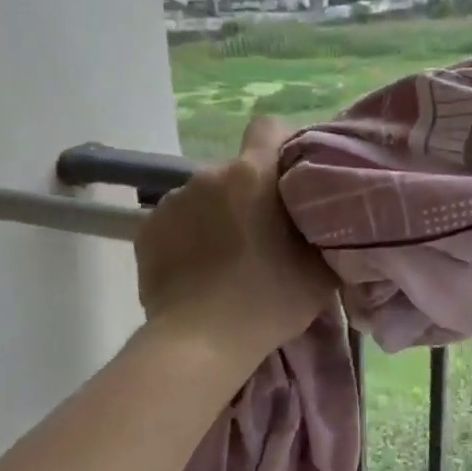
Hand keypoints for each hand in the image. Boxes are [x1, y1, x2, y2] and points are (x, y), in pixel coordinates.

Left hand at [134, 116, 336, 360]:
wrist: (201, 343)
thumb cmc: (268, 302)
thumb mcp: (319, 272)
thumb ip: (324, 235)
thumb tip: (326, 224)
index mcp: (251, 175)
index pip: (268, 127)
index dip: (281, 145)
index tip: (290, 176)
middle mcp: (206, 176)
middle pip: (236, 172)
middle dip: (249, 195)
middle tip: (263, 236)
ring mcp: (171, 202)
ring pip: (204, 198)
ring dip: (216, 216)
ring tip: (226, 259)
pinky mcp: (146, 231)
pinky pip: (176, 223)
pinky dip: (188, 238)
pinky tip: (197, 271)